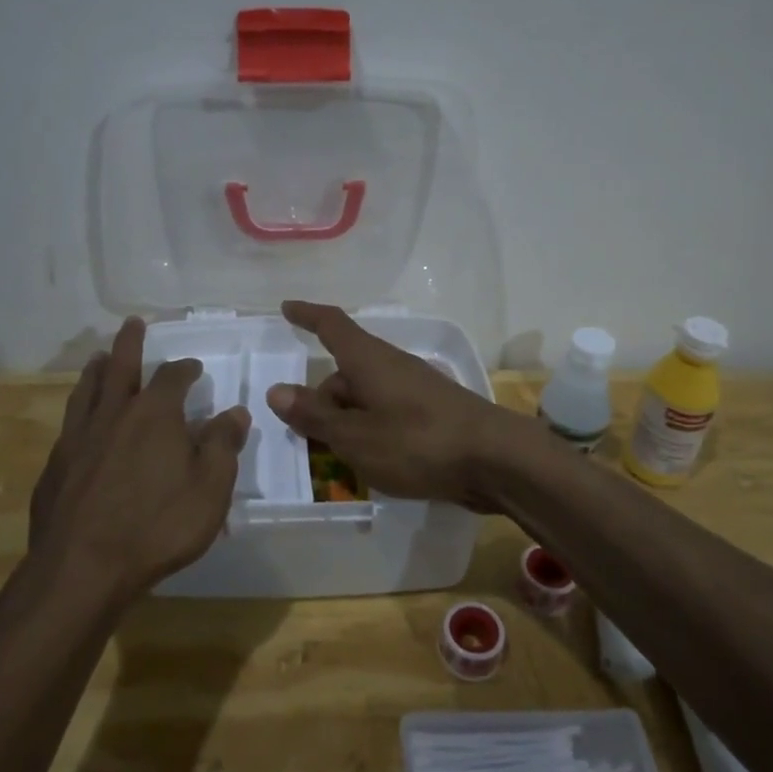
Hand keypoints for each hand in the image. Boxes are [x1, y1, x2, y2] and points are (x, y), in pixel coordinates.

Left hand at [29, 317, 250, 600]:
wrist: (81, 568)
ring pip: (87, 390)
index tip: (193, 367)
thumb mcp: (210, 489)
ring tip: (99, 358)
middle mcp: (113, 414)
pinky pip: (70, 424)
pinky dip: (79, 409)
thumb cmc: (157, 526)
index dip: (185, 368)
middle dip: (130, 343)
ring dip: (96, 369)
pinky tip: (80, 421)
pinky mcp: (56, 465)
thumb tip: (235, 412)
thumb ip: (223, 446)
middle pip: (120, 366)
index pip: (172, 377)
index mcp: (154, 414)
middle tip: (132, 323)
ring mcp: (79, 438)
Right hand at [263, 300, 514, 503]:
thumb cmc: (417, 442)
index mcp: (368, 360)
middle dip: (322, 401)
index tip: (287, 308)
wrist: (495, 460)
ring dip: (346, 421)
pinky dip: (371, 431)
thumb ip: (315, 416)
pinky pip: (387, 414)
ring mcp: (415, 389)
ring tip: (336, 459)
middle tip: (304, 436)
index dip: (307, 315)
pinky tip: (372, 463)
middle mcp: (391, 365)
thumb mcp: (355, 436)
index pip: (332, 325)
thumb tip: (276, 391)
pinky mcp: (432, 413)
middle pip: (345, 373)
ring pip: (366, 397)